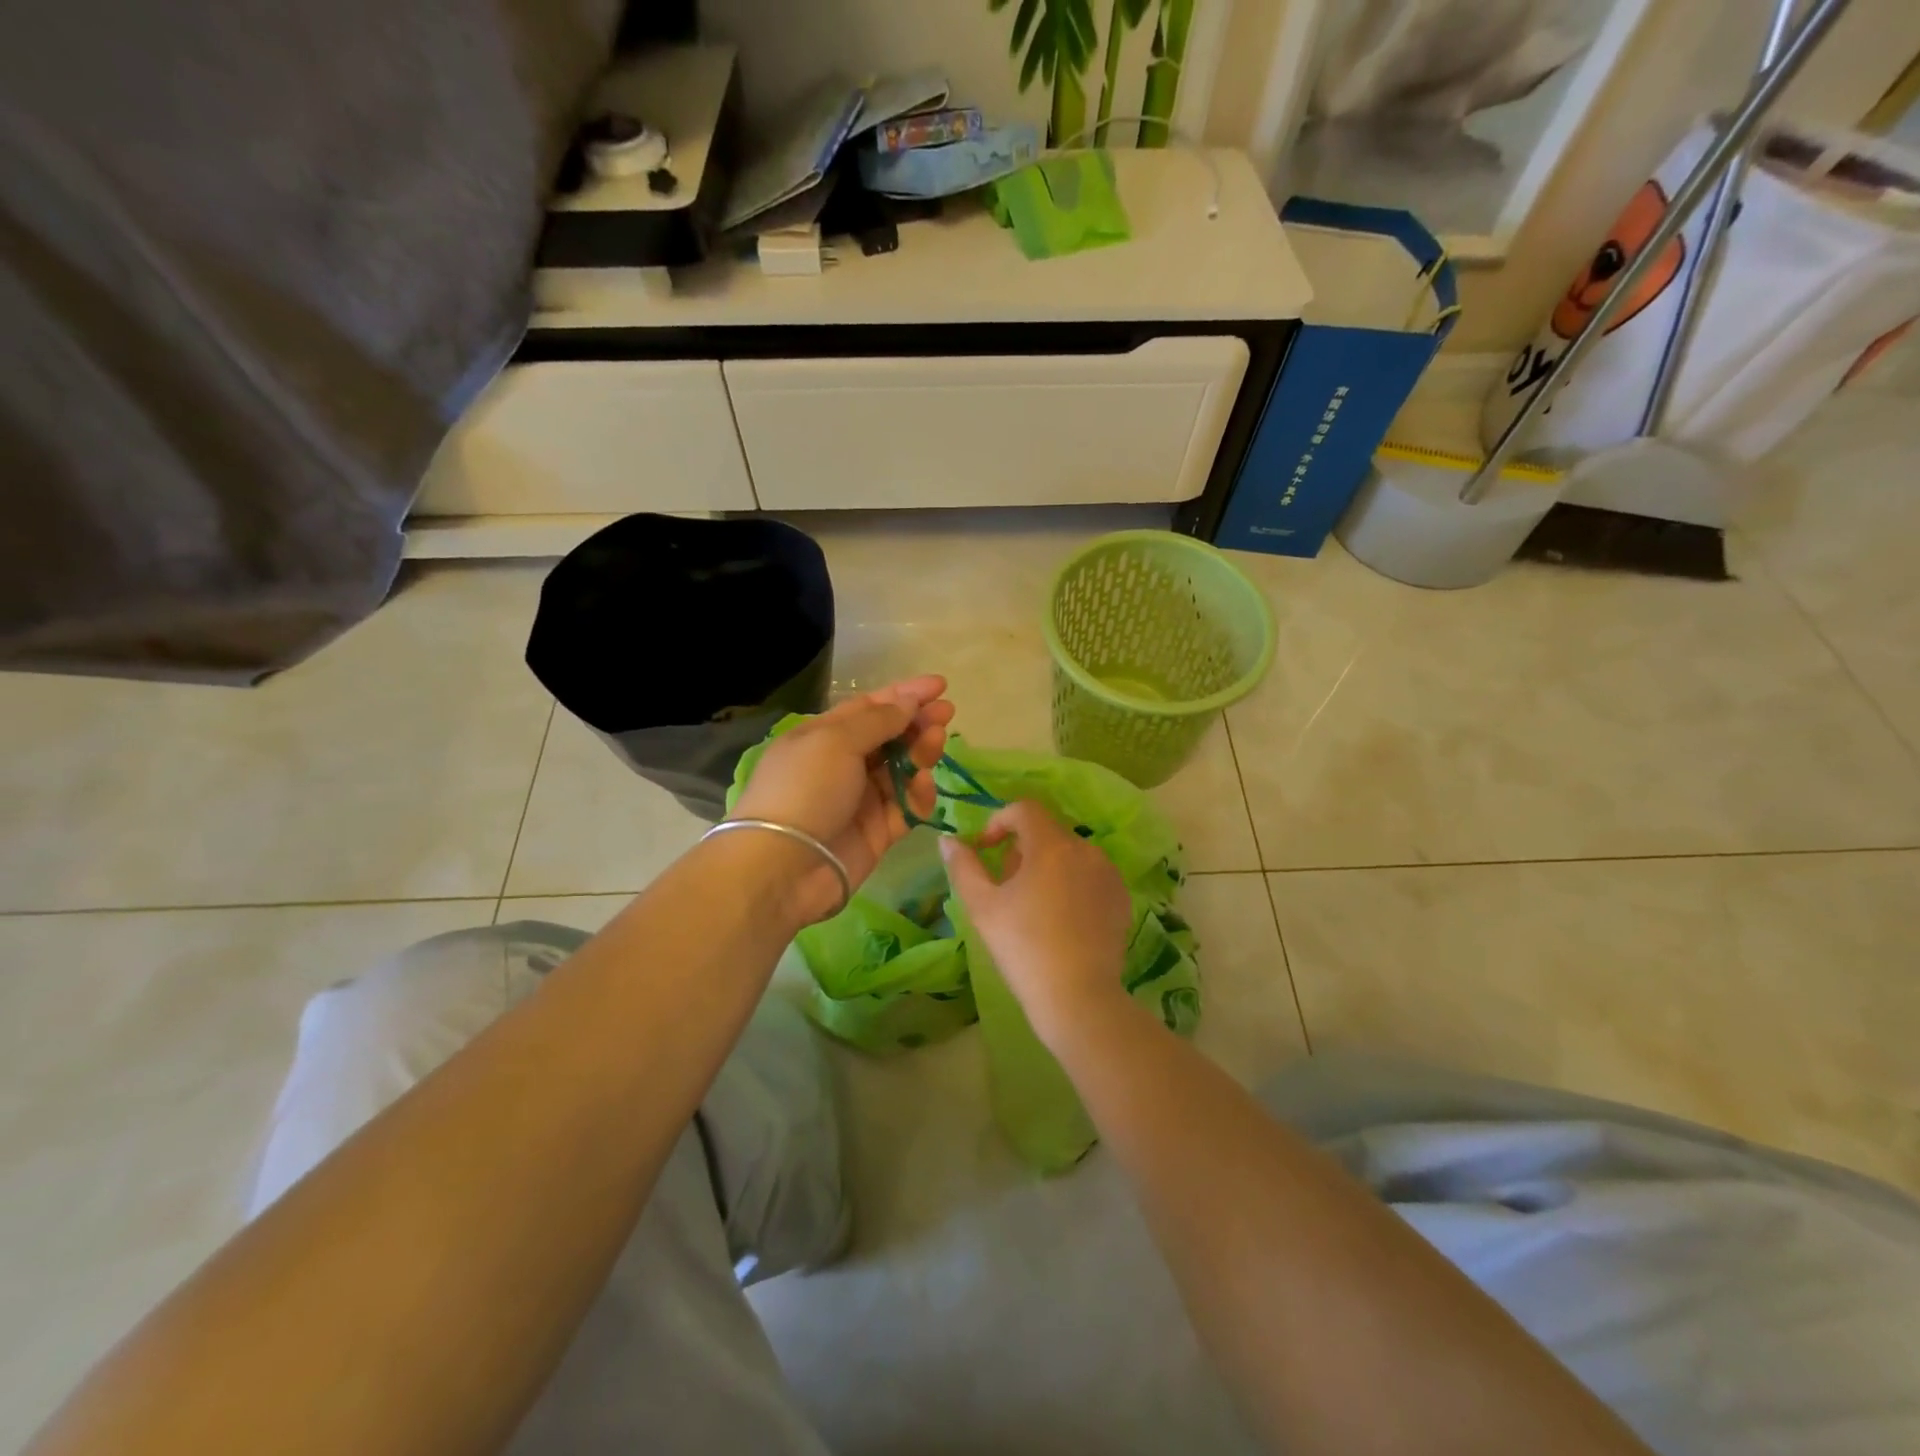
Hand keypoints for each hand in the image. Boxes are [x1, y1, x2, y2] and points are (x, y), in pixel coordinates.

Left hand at [732, 676, 954, 917]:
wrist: (784, 866)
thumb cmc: (805, 789)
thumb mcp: (836, 741)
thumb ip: (878, 720)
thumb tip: (908, 701)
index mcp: (824, 736)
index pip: (869, 707)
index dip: (904, 694)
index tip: (940, 685)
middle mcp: (842, 764)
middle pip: (889, 737)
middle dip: (918, 722)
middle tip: (948, 713)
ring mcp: (860, 800)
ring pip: (901, 770)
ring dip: (921, 753)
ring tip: (935, 743)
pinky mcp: (876, 832)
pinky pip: (906, 807)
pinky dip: (918, 795)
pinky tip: (924, 785)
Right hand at [940, 801, 1132, 1049]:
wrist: (1078, 998)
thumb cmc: (1023, 948)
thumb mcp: (982, 906)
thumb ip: (963, 866)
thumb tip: (948, 839)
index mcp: (1052, 845)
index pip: (1024, 809)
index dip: (999, 821)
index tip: (985, 850)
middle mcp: (1086, 850)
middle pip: (1047, 831)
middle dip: (1021, 848)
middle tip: (1005, 884)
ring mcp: (1109, 874)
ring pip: (1070, 854)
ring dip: (1047, 865)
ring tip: (1033, 904)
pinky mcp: (1121, 899)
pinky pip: (1090, 876)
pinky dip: (1072, 883)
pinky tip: (1062, 919)